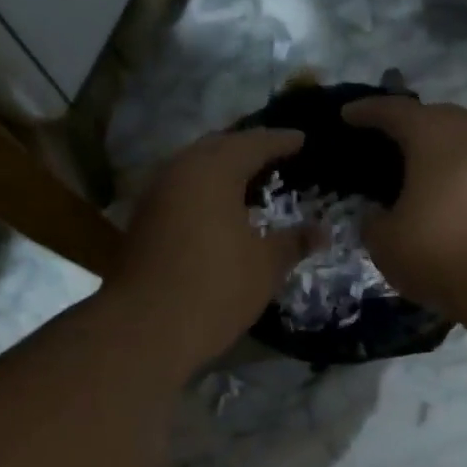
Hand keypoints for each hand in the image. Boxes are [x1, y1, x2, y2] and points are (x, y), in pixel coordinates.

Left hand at [109, 128, 323, 366]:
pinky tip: (219, 212)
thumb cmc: (216, 289)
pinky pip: (180, 192)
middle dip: (246, 149)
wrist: (147, 327)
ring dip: (221, 171)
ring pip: (193, 169)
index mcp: (213, 170)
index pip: (253, 143)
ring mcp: (154, 195)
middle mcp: (178, 171)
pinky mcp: (142, 222)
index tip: (302, 139)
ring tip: (249, 183)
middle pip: (217, 147)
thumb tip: (323, 232)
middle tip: (274, 156)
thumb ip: (294, 242)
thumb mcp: (266, 266)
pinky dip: (203, 193)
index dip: (281, 141)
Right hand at [342, 97, 466, 324]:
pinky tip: (446, 195)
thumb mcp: (387, 244)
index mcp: (433, 135)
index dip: (366, 112)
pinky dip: (457, 172)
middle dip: (408, 124)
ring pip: (462, 140)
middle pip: (434, 116)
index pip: (394, 111)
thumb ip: (373, 222)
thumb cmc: (443, 254)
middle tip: (385, 142)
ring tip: (416, 170)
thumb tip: (377, 214)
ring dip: (437, 149)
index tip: (347, 115)